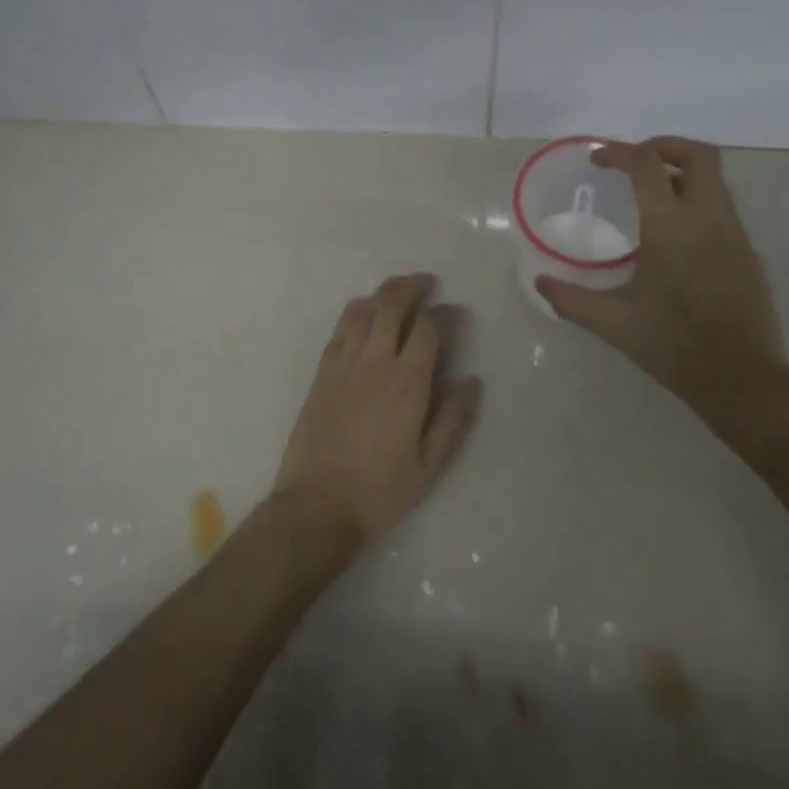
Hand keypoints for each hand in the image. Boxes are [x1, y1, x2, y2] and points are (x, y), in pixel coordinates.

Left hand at [271, 273, 480, 547]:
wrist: (317, 506)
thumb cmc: (380, 490)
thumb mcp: (430, 465)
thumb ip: (453, 419)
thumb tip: (471, 381)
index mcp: (407, 383)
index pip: (428, 328)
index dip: (445, 313)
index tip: (457, 312)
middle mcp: (375, 363)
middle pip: (392, 306)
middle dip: (413, 288)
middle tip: (428, 283)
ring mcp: (343, 365)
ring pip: (363, 311)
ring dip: (383, 293)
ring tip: (398, 288)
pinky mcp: (321, 374)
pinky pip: (340, 329)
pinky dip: (355, 311)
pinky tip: (363, 311)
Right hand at [535, 138, 788, 446]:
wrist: (741, 380)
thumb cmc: (673, 346)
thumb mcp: (613, 323)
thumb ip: (571, 299)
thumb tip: (539, 282)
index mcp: (670, 228)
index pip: (646, 165)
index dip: (619, 152)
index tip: (598, 161)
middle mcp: (708, 219)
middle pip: (699, 155)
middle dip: (665, 147)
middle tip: (636, 162)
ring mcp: (735, 235)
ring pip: (716, 180)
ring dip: (683, 174)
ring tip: (653, 194)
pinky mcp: (749, 253)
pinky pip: (724, 208)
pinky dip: (699, 201)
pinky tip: (678, 235)